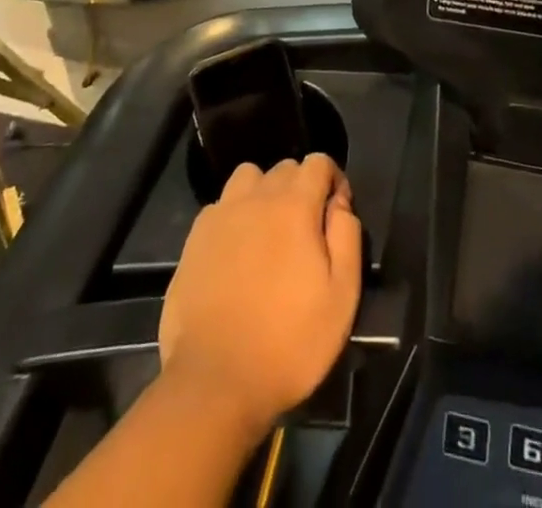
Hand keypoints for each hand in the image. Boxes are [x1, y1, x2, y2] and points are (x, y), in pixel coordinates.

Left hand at [158, 154, 361, 434]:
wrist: (214, 381)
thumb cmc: (288, 342)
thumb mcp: (341, 297)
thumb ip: (347, 237)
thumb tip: (339, 203)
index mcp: (294, 205)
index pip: (318, 161)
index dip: (333, 180)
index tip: (337, 215)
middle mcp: (256, 197)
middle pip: (285, 167)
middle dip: (301, 187)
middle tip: (306, 231)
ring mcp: (220, 214)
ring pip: (249, 178)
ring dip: (264, 193)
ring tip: (269, 232)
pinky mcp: (194, 238)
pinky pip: (221, 206)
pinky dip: (234, 216)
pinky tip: (237, 252)